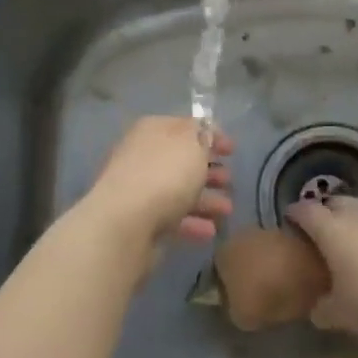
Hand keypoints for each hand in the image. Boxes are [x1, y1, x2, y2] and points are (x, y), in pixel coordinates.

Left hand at [74, 117, 233, 261]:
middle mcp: (143, 155)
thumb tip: (205, 131)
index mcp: (153, 130)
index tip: (232, 150)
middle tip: (229, 181)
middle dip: (209, 170)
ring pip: (179, 189)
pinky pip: (171, 216)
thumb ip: (203, 135)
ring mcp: (139, 188)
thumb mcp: (193, 144)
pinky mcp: (140, 219)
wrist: (125, 222)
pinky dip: (192, 221)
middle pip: (182, 160)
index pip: (186, 126)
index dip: (212, 135)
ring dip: (205, 198)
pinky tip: (210, 230)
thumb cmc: (164, 174)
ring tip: (227, 210)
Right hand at [287, 193, 357, 337]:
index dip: (295, 213)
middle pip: (335, 201)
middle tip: (328, 227)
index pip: (305, 211)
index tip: (291, 218)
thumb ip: (323, 310)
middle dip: (329, 210)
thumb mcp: (340, 315)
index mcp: (329, 230)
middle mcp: (354, 212)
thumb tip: (317, 311)